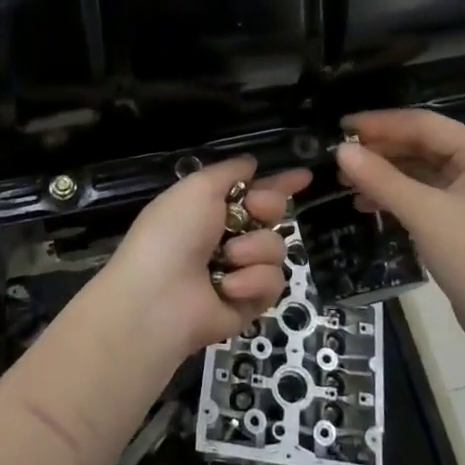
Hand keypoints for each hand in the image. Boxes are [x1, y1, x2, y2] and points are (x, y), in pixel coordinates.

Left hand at [91, 157, 312, 361]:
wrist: (159, 298)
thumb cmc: (173, 233)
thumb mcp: (198, 188)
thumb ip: (229, 172)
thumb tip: (252, 162)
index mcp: (210, 208)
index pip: (253, 191)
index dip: (279, 183)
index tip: (305, 175)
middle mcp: (227, 237)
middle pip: (273, 215)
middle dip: (268, 207)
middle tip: (254, 211)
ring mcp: (240, 271)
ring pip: (276, 247)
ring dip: (254, 249)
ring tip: (228, 259)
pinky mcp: (251, 302)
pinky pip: (273, 281)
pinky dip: (252, 281)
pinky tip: (228, 287)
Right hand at [336, 110, 464, 353]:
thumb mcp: (425, 214)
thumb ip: (382, 179)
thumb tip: (341, 150)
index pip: (424, 123)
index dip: (381, 122)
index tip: (341, 126)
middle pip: (421, 144)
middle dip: (380, 149)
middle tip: (338, 154)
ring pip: (418, 169)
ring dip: (383, 172)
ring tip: (344, 179)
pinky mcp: (459, 217)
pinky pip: (420, 193)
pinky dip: (393, 194)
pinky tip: (364, 203)